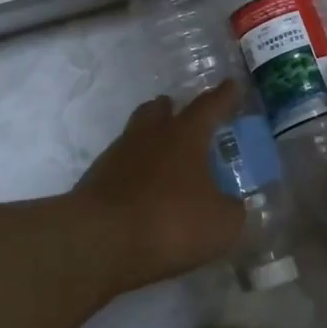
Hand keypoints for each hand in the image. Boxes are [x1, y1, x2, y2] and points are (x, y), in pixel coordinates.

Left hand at [75, 81, 247, 293]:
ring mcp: (117, 156)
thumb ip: (231, 209)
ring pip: (135, 136)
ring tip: (164, 159)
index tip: (231, 84)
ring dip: (150, 141)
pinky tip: (142, 191)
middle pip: (158, 110)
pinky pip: (120, 167)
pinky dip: (134, 173)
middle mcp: (148, 136)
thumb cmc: (171, 222)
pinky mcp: (95, 182)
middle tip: (181, 114)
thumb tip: (231, 204)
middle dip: (171, 109)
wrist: (100, 242)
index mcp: (184, 136)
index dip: (224, 96)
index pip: (209, 106)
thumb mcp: (221, 224)